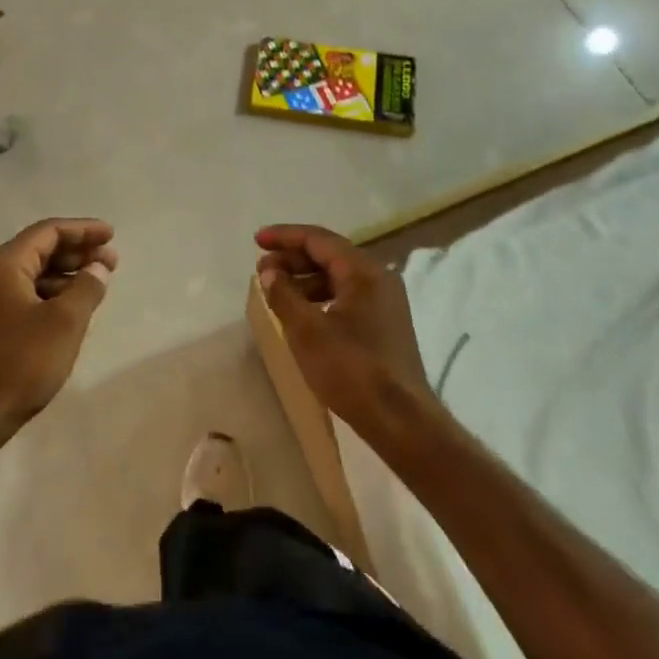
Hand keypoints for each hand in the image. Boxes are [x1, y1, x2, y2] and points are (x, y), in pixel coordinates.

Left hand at [0, 219, 116, 449]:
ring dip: (67, 274)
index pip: (49, 231)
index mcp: (6, 264)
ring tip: (97, 284)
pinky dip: (52, 294)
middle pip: (40, 249)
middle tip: (111, 261)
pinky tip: (72, 309)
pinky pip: (26, 295)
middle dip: (77, 251)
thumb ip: (86, 287)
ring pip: (34, 274)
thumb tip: (98, 268)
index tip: (111, 235)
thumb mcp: (64, 322)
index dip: (83, 229)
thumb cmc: (19, 363)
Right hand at [256, 224, 437, 439]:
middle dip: (293, 258)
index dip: (285, 236)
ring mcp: (385, 302)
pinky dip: (321, 297)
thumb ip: (284, 295)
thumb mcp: (307, 331)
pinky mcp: (385, 324)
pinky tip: (303, 314)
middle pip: (330, 255)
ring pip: (338, 277)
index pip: (318, 239)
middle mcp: (378, 278)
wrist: (401, 421)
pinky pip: (347, 296)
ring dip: (305, 279)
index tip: (257, 241)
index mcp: (363, 271)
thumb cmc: (352, 370)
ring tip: (277, 292)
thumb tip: (270, 272)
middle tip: (262, 270)